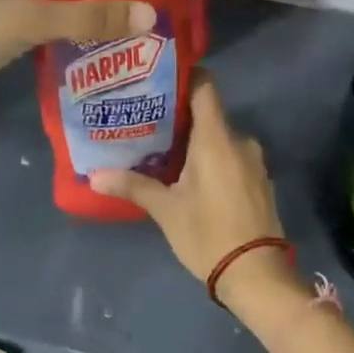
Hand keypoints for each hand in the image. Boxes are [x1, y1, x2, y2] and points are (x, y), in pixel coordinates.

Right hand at [90, 73, 301, 308]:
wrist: (257, 275)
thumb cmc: (208, 234)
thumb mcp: (166, 210)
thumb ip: (133, 186)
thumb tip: (94, 176)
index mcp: (216, 138)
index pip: (205, 87)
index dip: (184, 77)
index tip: (158, 79)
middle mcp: (240, 141)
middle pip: (209, 114)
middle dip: (180, 117)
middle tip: (147, 121)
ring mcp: (254, 161)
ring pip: (220, 139)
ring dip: (196, 142)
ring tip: (163, 150)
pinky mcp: (259, 181)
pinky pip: (232, 157)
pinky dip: (212, 159)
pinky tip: (190, 176)